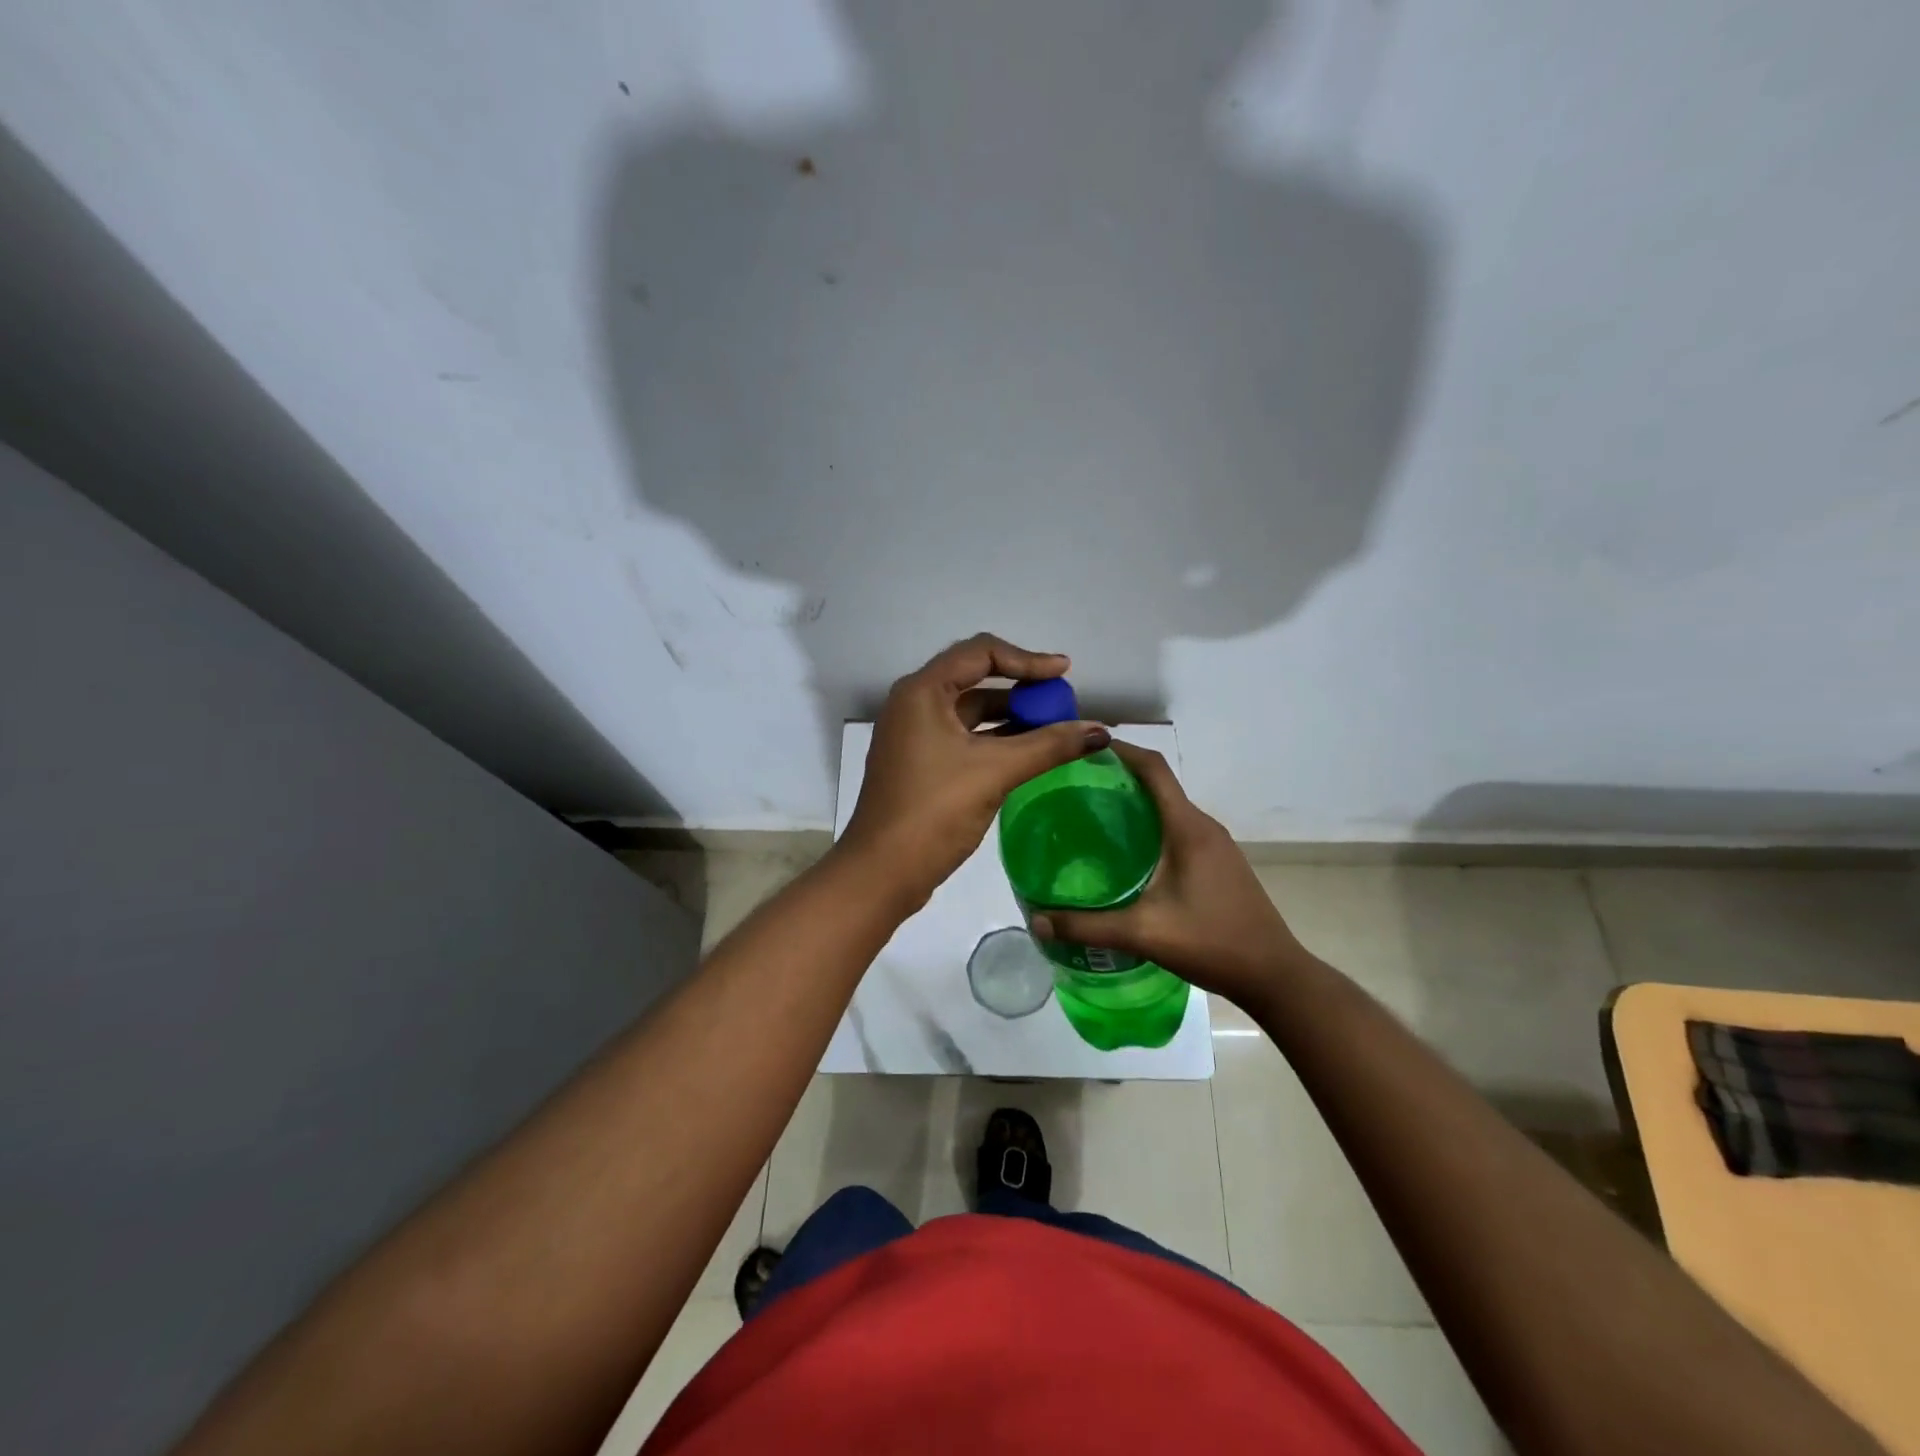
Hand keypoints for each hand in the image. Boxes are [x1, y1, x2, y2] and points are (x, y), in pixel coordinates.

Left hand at [838, 634, 1111, 908]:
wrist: (881, 872)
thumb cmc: (934, 811)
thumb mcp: (995, 772)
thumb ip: (1049, 745)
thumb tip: (1101, 730)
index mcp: (922, 692)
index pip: (980, 652)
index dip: (1027, 659)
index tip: (1064, 674)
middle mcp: (914, 704)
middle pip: (975, 677)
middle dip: (1021, 686)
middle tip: (1061, 700)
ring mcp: (914, 735)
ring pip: (970, 711)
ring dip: (1011, 715)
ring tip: (1054, 727)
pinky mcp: (920, 762)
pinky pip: (964, 737)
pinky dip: (996, 739)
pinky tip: (1028, 752)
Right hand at [1029, 742, 1307, 1007]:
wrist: (1274, 975)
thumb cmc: (1213, 942)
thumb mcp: (1144, 934)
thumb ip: (1087, 927)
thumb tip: (1036, 921)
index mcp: (1188, 828)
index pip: (1154, 769)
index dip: (1120, 750)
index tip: (1083, 747)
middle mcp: (1203, 826)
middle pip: (1158, 785)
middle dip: (1118, 777)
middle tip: (1073, 787)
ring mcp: (1215, 845)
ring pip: (1168, 809)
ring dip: (1134, 804)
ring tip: (1090, 817)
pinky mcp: (1218, 863)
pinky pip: (1177, 829)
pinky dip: (1149, 827)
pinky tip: (1124, 855)